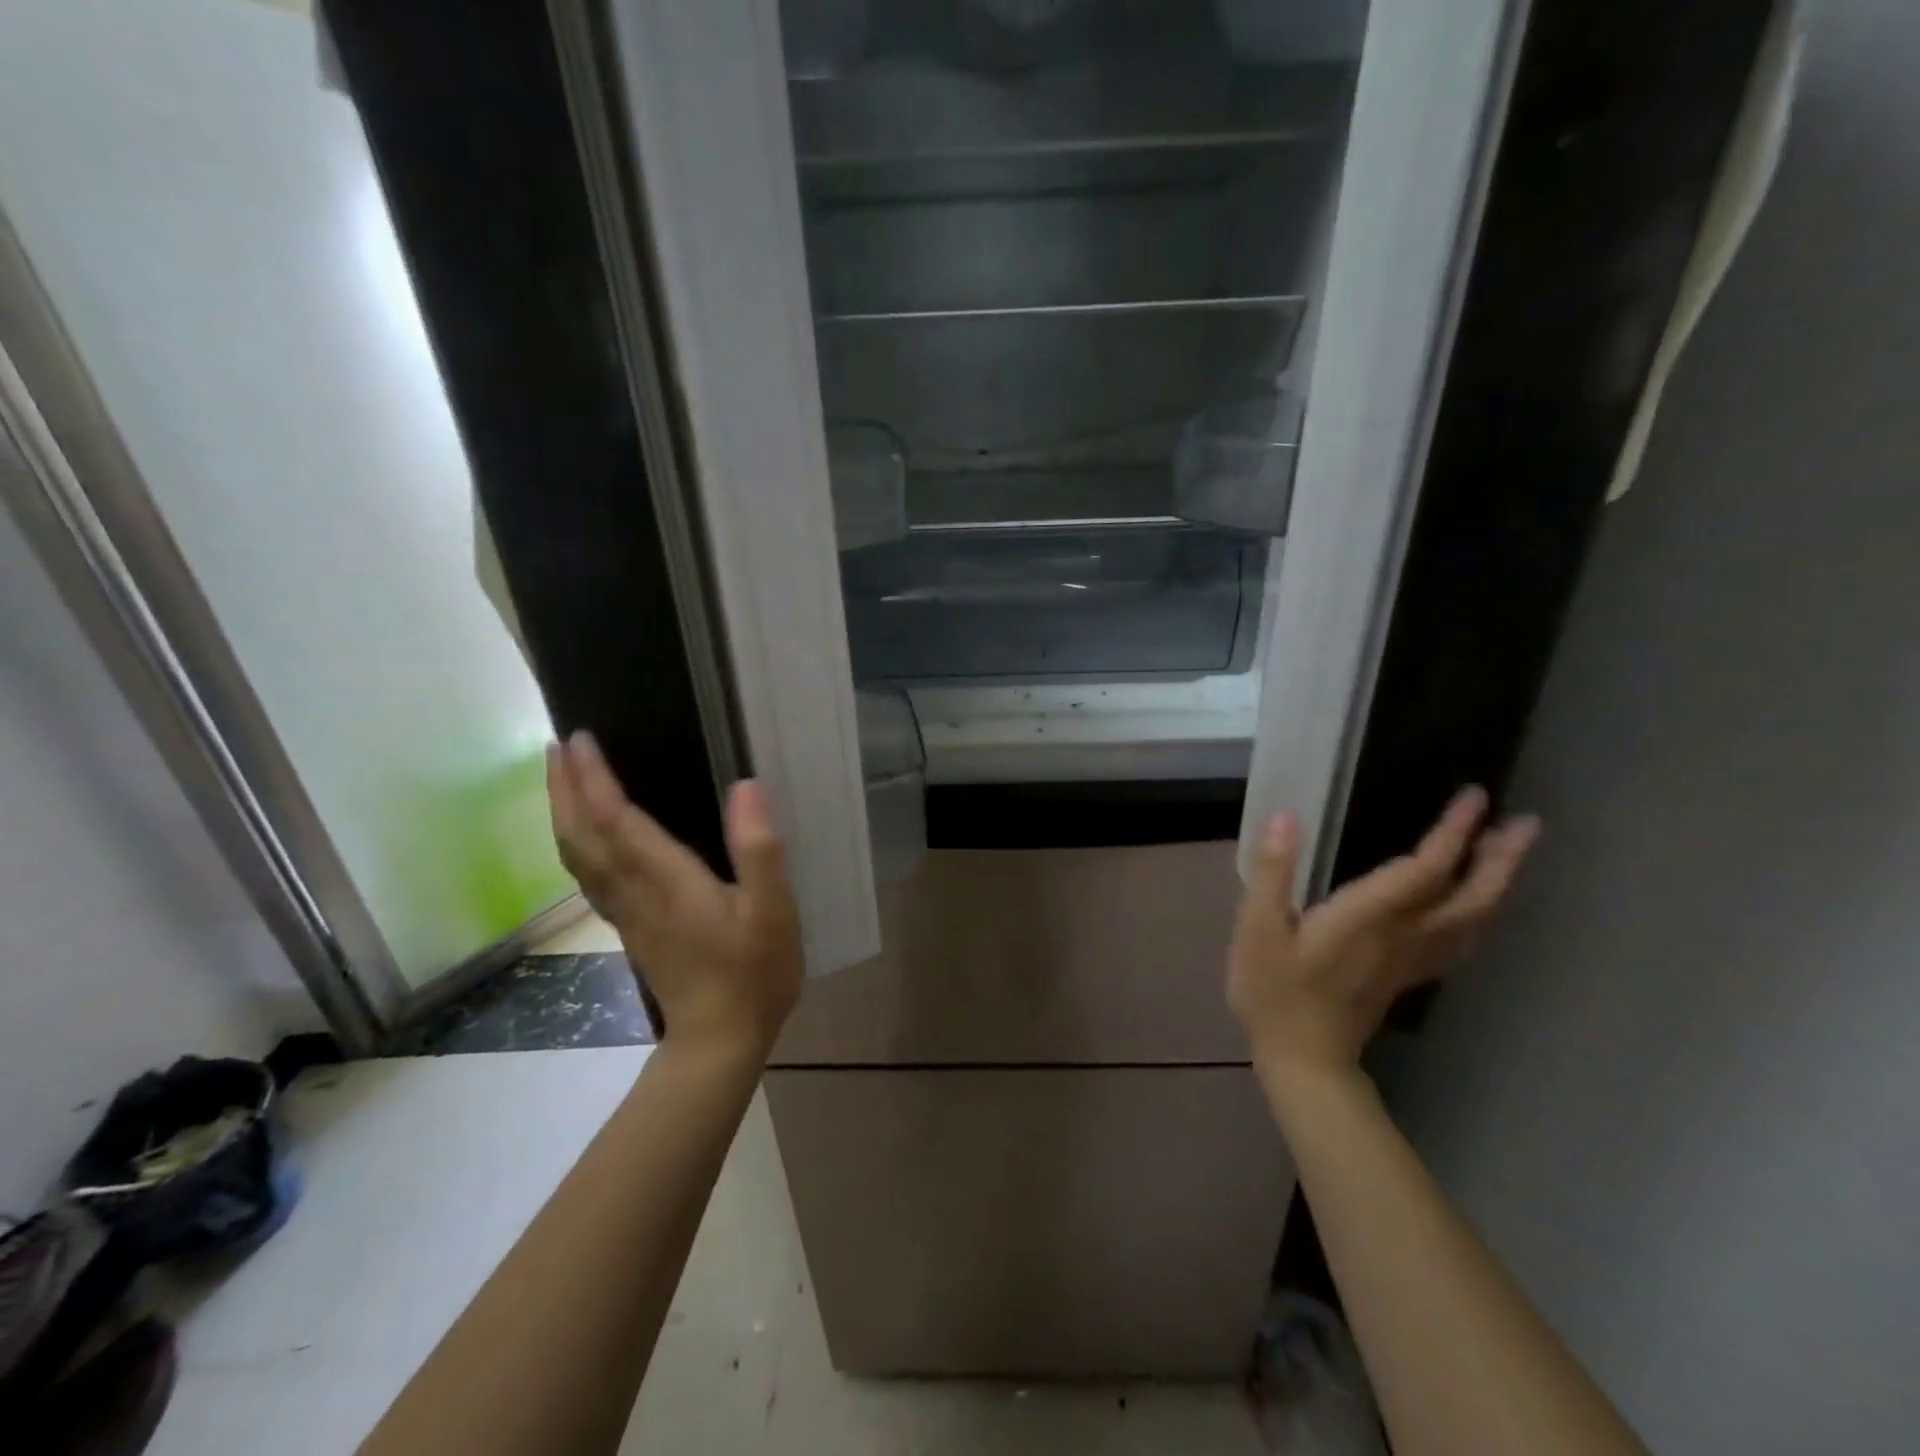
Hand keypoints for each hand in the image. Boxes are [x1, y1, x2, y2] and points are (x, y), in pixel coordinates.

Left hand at [547, 732, 802, 1058]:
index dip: (594, 779)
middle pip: (582, 835)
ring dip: (564, 813)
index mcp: (665, 880)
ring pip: (578, 856)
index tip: (581, 739)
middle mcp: (633, 891)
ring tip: (563, 779)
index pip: (615, 819)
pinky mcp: (631, 926)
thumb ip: (759, 849)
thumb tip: (747, 786)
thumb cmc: (753, 971)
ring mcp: (627, 911)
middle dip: (566, 788)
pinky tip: (587, 835)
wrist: (720, 1039)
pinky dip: (578, 843)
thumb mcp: (772, 910)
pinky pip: (589, 874)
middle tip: (558, 746)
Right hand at [1228, 787, 1539, 1085]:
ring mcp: (1411, 958)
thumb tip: (1287, 817)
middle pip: (1470, 896)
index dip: (1453, 833)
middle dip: (1501, 858)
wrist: (1302, 1057)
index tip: (1474, 796)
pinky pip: (1460, 941)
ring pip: (1474, 919)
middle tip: (1526, 823)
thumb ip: (1274, 872)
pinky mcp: (1408, 973)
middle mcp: (1403, 935)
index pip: (1424, 869)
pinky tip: (1481, 906)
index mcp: (1368, 919)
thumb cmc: (1273, 990)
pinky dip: (1481, 917)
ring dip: (1500, 883)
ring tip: (1512, 851)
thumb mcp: (1258, 928)